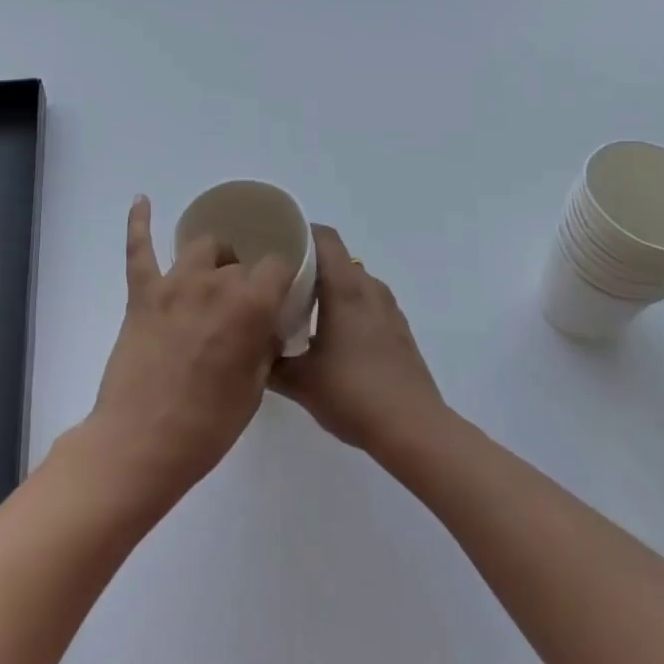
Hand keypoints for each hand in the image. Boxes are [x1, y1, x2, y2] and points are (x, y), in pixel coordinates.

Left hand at [85, 196, 290, 511]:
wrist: (141, 444)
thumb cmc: (207, 426)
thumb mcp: (254, 388)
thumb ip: (264, 345)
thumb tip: (266, 324)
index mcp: (249, 305)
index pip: (277, 266)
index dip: (282, 279)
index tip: (280, 296)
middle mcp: (214, 282)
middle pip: (239, 262)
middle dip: (246, 281)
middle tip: (241, 312)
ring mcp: (174, 283)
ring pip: (201, 246)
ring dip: (212, 258)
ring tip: (212, 275)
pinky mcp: (142, 293)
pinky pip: (140, 248)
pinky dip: (140, 222)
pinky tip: (142, 200)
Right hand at [272, 224, 447, 459]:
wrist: (414, 430)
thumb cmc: (354, 393)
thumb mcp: (300, 382)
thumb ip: (269, 363)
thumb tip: (249, 349)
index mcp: (344, 287)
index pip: (324, 237)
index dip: (299, 233)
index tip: (274, 244)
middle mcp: (368, 288)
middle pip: (337, 258)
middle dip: (308, 263)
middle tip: (279, 281)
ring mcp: (388, 308)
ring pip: (353, 281)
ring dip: (329, 287)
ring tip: (303, 309)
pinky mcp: (398, 330)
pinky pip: (367, 302)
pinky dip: (348, 306)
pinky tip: (333, 337)